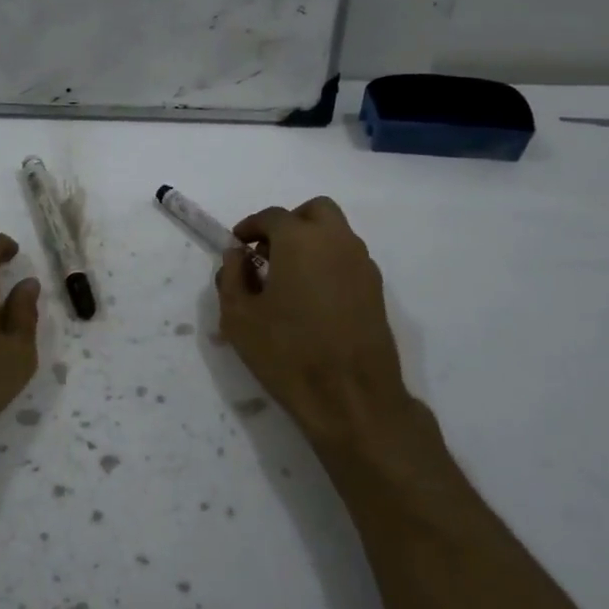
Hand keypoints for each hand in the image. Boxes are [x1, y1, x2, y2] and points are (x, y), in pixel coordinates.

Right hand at [216, 197, 445, 470]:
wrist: (351, 397)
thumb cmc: (287, 353)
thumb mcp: (239, 317)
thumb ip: (232, 277)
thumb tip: (237, 255)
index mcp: (300, 240)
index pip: (272, 217)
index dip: (250, 227)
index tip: (237, 245)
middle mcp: (337, 242)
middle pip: (315, 211)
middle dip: (289, 223)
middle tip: (268, 252)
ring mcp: (362, 265)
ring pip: (336, 234)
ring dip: (311, 242)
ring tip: (288, 278)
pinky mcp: (376, 290)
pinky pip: (348, 259)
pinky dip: (329, 263)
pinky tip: (313, 298)